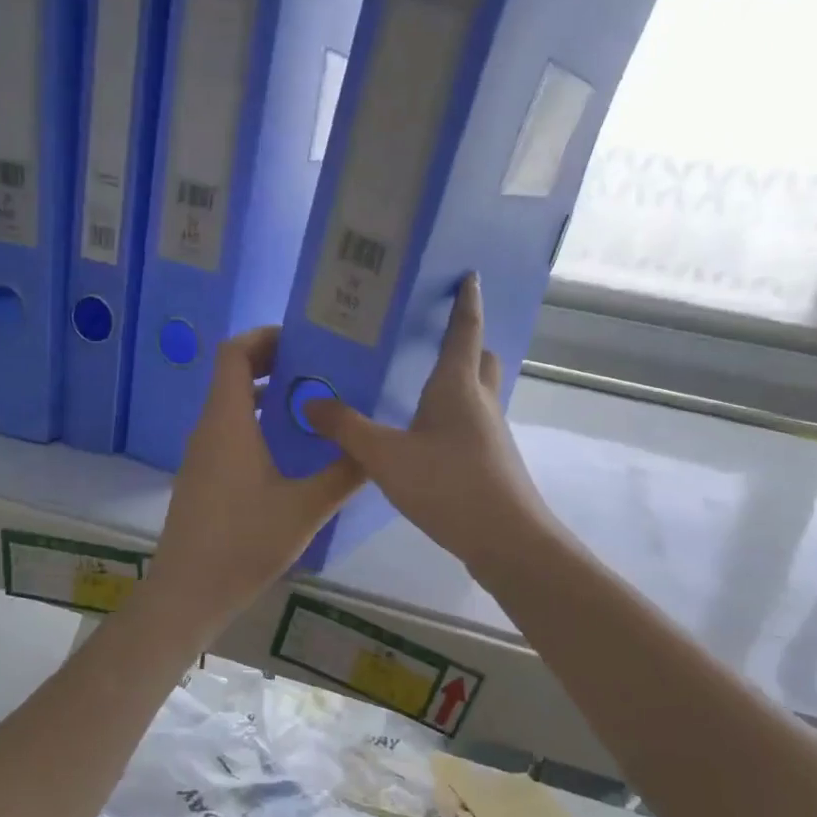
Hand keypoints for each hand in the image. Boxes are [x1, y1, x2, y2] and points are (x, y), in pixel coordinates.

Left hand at [145, 326, 363, 631]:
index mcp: (228, 422)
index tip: (304, 341)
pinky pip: (229, 433)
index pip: (234, 354)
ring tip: (313, 406)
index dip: (265, 337)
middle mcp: (209, 429)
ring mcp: (201, 455)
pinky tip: (290, 451)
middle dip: (274, 365)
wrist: (188, 593)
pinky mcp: (202, 478)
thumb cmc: (244, 542)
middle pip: (233, 376)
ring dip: (267, 397)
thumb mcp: (305, 508)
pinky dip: (257, 424)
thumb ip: (344, 473)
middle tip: (320, 370)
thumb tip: (375, 448)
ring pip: (232, 406)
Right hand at [303, 274, 553, 570]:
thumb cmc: (448, 486)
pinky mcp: (492, 460)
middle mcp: (479, 401)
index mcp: (457, 386)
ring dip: (460, 380)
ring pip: (478, 392)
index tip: (469, 275)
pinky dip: (455, 414)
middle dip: (465, 341)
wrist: (506, 540)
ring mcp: (491, 432)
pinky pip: (473, 422)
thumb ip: (346, 428)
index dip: (466, 301)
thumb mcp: (385, 457)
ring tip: (421, 384)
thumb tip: (310, 402)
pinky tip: (427, 435)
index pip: (465, 329)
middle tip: (435, 336)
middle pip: (480, 358)